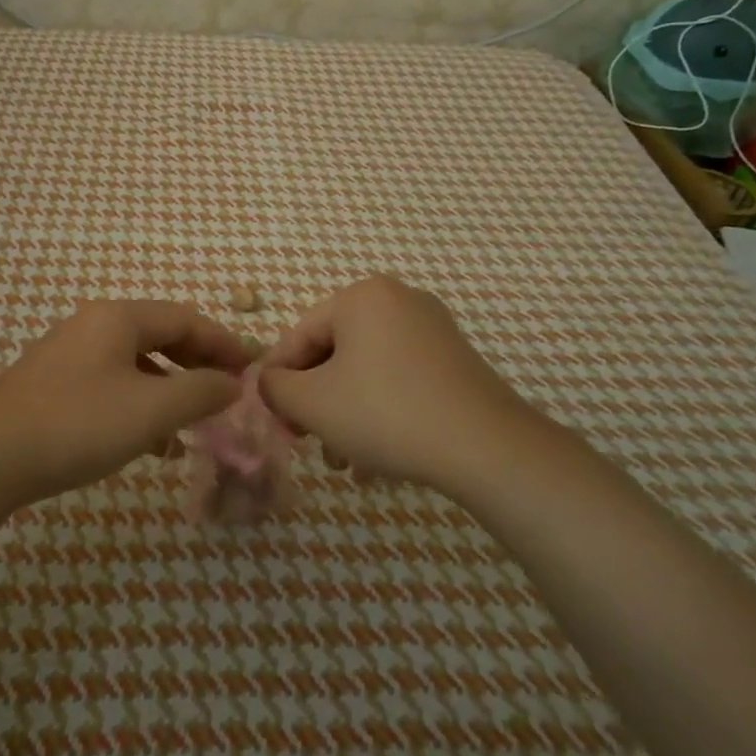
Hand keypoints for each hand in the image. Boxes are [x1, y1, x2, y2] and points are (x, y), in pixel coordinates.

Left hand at [0, 300, 253, 509]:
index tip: (253, 368)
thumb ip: (200, 392)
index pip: (186, 318)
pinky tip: (150, 440)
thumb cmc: (76, 425)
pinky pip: (112, 382)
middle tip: (229, 391)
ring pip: (136, 362)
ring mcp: (69, 353)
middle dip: (198, 363)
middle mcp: (93, 324)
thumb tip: (232, 383)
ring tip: (194, 422)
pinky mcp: (53, 383)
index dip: (224, 342)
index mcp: (118, 318)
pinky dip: (140, 402)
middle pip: (161, 335)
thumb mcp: (150, 410)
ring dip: (170, 387)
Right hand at [259, 276, 550, 494]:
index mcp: (361, 296)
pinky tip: (376, 454)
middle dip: (316, 399)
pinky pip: (399, 377)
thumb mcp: (313, 403)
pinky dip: (380, 408)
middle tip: (306, 440)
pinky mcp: (454, 358)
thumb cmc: (386, 413)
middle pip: (335, 351)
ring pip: (367, 369)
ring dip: (345, 411)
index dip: (279, 378)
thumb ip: (275, 387)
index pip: (300, 334)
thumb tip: (270, 381)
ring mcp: (432, 327)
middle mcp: (398, 299)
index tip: (271, 417)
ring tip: (342, 460)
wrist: (486, 446)